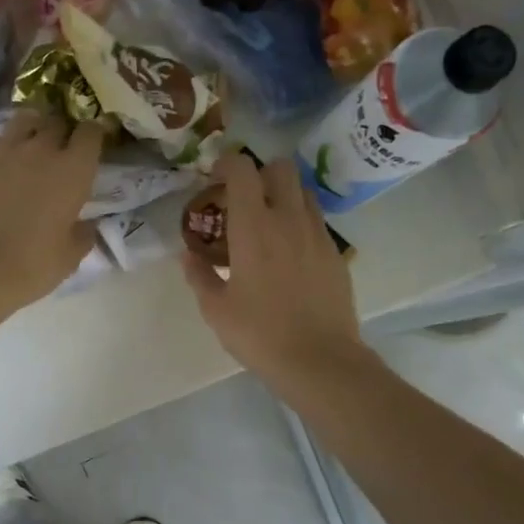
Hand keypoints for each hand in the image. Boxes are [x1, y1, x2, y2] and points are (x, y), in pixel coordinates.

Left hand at [0, 109, 104, 314]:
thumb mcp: (70, 257)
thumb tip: (88, 224)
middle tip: (59, 150)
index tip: (92, 146)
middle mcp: (42, 149)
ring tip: (27, 143)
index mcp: (74, 170)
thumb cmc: (31, 266)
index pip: (91, 133)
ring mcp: (4, 148)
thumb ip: (84, 234)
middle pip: (57, 121)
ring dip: (30, 127)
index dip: (94, 135)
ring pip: (23, 119)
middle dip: (61, 131)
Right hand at [183, 154, 365, 392]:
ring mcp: (317, 234)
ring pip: (302, 191)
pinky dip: (299, 222)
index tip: (214, 178)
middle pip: (280, 168)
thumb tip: (187, 255)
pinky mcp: (335, 252)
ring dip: (282, 195)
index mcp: (253, 227)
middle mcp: (288, 219)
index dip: (226, 164)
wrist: (319, 360)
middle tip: (242, 199)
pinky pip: (316, 220)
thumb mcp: (216, 309)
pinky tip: (288, 253)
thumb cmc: (259, 334)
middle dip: (259, 173)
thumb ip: (199, 275)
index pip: (243, 169)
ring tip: (267, 224)